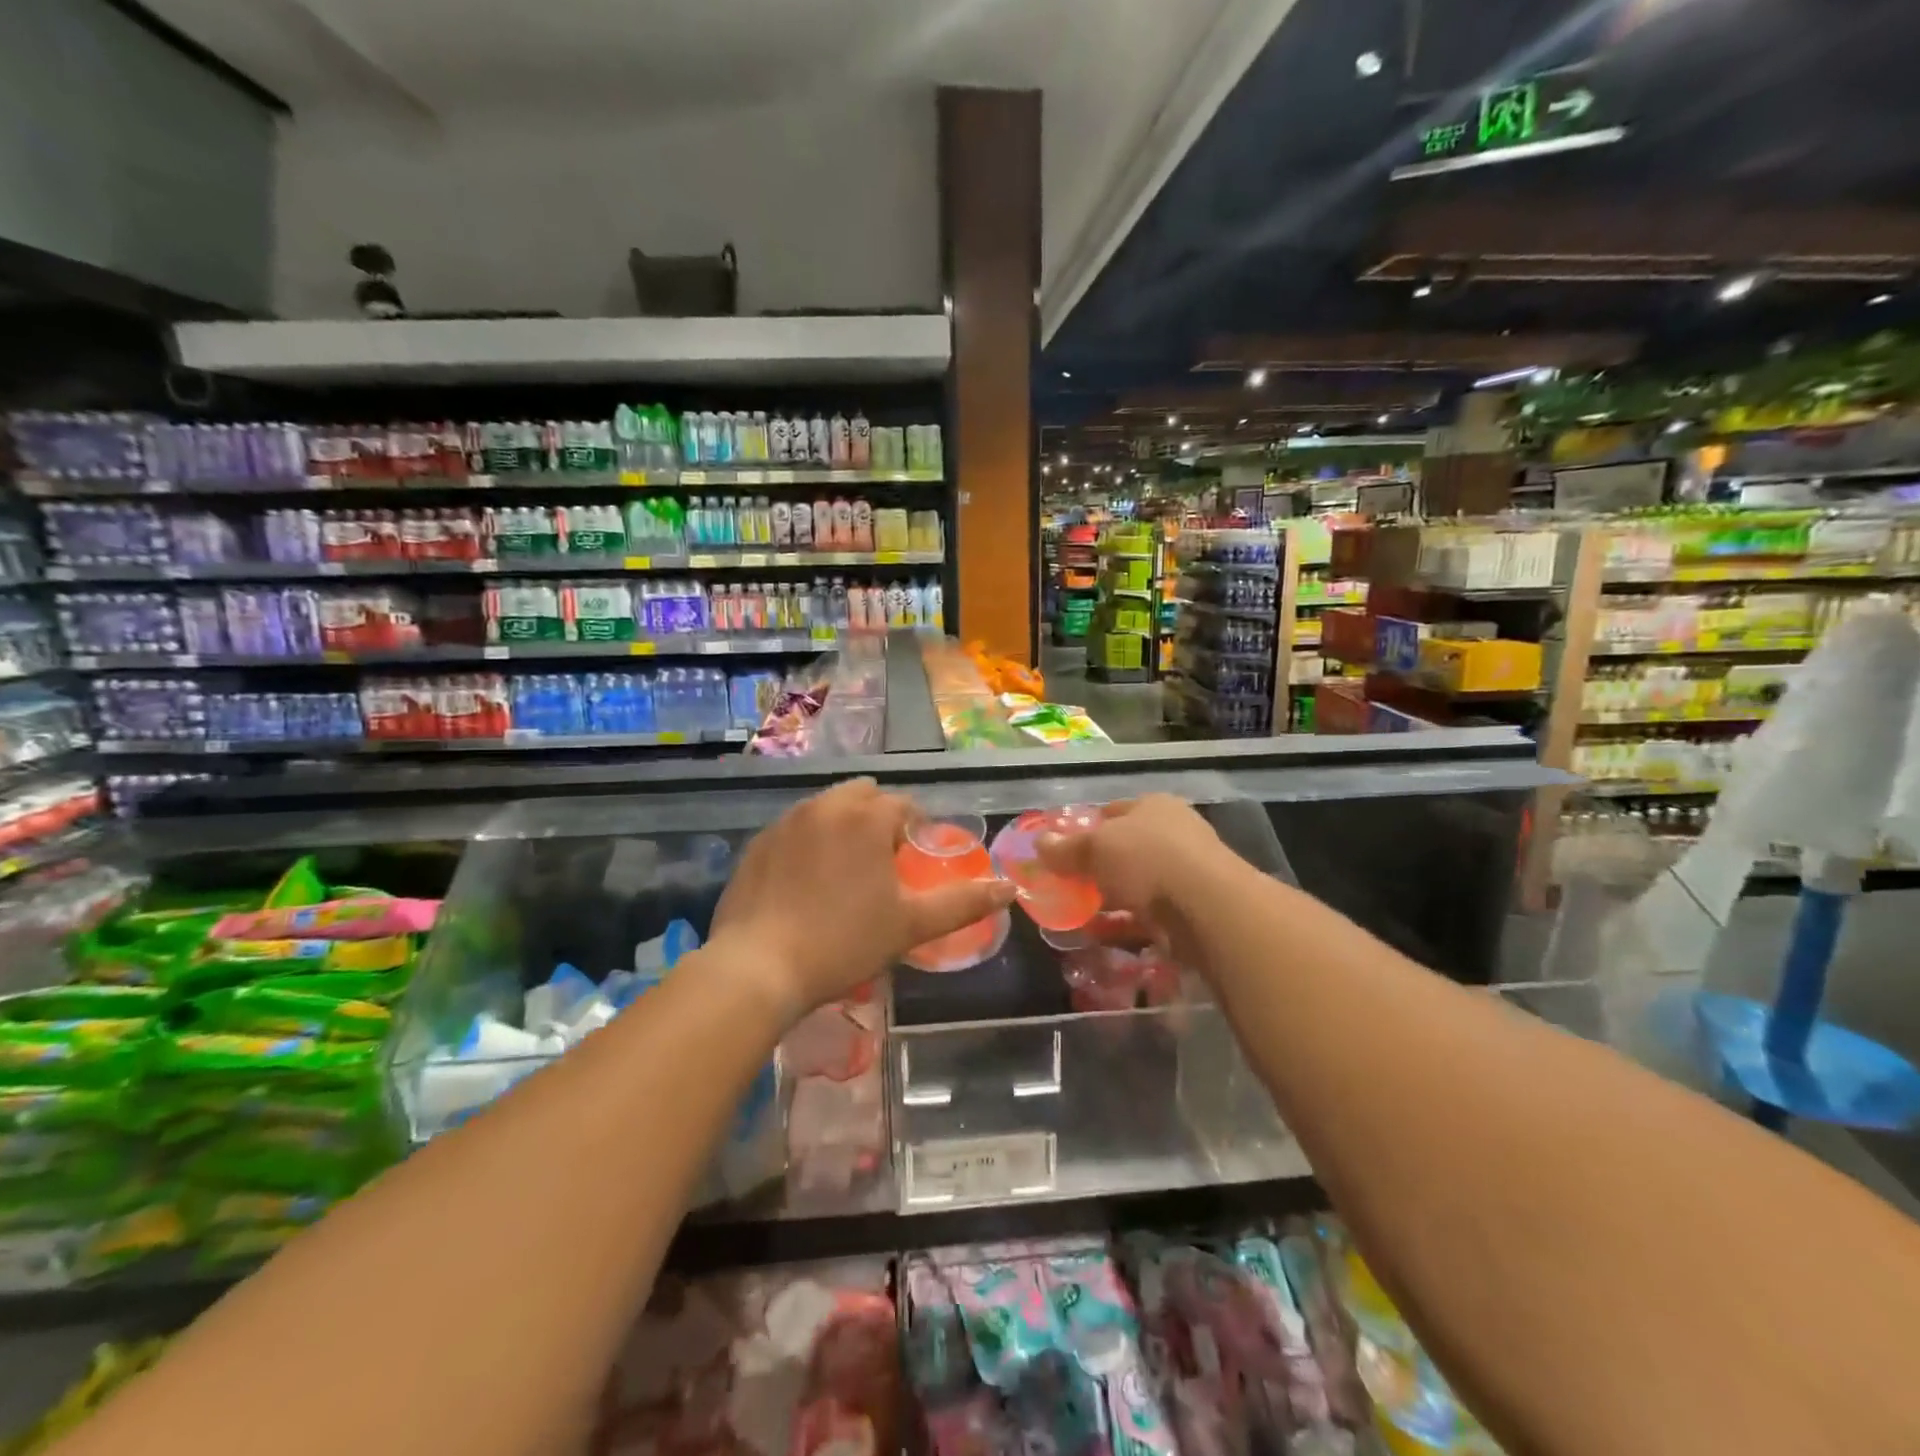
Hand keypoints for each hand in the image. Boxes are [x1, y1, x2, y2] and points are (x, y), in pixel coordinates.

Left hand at [709, 780, 1015, 1024]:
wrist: (758, 966)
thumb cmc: (844, 941)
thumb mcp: (910, 925)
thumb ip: (963, 902)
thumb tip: (1009, 888)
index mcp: (867, 815)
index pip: (904, 806)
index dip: (915, 832)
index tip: (912, 865)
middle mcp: (826, 804)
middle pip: (864, 796)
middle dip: (878, 820)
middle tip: (881, 867)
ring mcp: (786, 820)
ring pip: (827, 809)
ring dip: (843, 827)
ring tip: (843, 874)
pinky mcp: (758, 842)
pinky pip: (795, 829)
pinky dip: (808, 843)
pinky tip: (805, 884)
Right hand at [1038, 795, 1232, 961]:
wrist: (1207, 907)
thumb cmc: (1147, 860)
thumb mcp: (1095, 848)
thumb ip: (1065, 848)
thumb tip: (1039, 843)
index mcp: (1154, 806)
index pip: (1112, 812)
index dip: (1085, 829)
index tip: (1062, 851)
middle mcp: (1174, 833)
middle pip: (1125, 849)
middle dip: (1097, 868)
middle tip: (1068, 886)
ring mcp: (1187, 872)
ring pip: (1137, 884)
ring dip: (1110, 899)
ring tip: (1079, 915)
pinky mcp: (1193, 909)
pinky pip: (1149, 915)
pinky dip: (1126, 924)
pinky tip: (1101, 936)